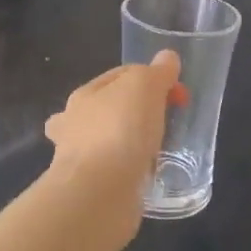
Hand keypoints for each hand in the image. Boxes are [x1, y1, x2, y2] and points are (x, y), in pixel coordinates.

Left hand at [43, 52, 184, 244]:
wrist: (99, 193)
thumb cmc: (120, 129)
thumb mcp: (145, 86)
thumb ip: (158, 71)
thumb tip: (167, 58)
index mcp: (84, 95)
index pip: (120, 75)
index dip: (151, 77)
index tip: (177, 93)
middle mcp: (74, 125)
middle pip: (107, 109)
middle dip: (131, 112)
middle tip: (164, 120)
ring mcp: (79, 160)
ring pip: (105, 143)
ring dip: (127, 144)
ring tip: (156, 149)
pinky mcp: (91, 190)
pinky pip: (114, 173)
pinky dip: (129, 172)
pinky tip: (148, 175)